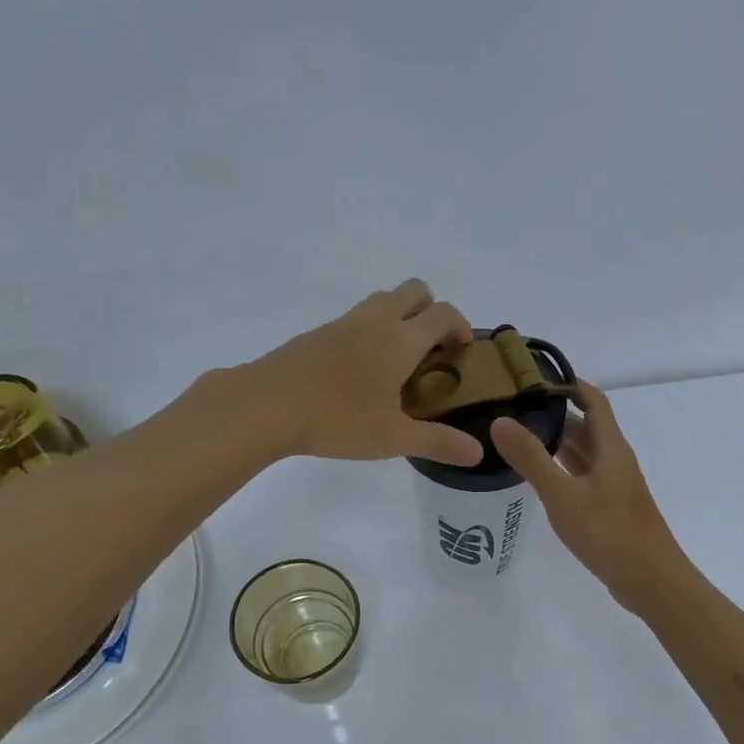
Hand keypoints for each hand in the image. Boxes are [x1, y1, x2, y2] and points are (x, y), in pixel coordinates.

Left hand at [244, 280, 484, 465]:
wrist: (266, 405)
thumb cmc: (337, 418)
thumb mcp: (393, 437)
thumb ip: (438, 442)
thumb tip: (477, 452)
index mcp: (401, 340)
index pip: (443, 313)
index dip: (461, 326)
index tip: (463, 351)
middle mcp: (376, 321)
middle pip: (415, 290)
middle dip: (432, 310)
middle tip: (432, 349)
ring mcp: (344, 322)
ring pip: (383, 299)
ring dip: (400, 315)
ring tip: (398, 359)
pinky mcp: (318, 333)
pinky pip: (356, 317)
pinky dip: (371, 330)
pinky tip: (360, 370)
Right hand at [490, 382, 684, 609]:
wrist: (650, 581)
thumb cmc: (608, 532)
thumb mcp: (563, 495)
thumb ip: (531, 458)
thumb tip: (500, 420)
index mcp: (611, 447)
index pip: (593, 400)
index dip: (568, 384)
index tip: (533, 377)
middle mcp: (615, 460)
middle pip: (586, 426)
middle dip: (554, 415)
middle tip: (514, 409)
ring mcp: (615, 486)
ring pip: (584, 454)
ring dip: (557, 444)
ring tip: (518, 438)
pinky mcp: (610, 508)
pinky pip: (583, 477)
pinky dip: (562, 470)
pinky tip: (539, 478)